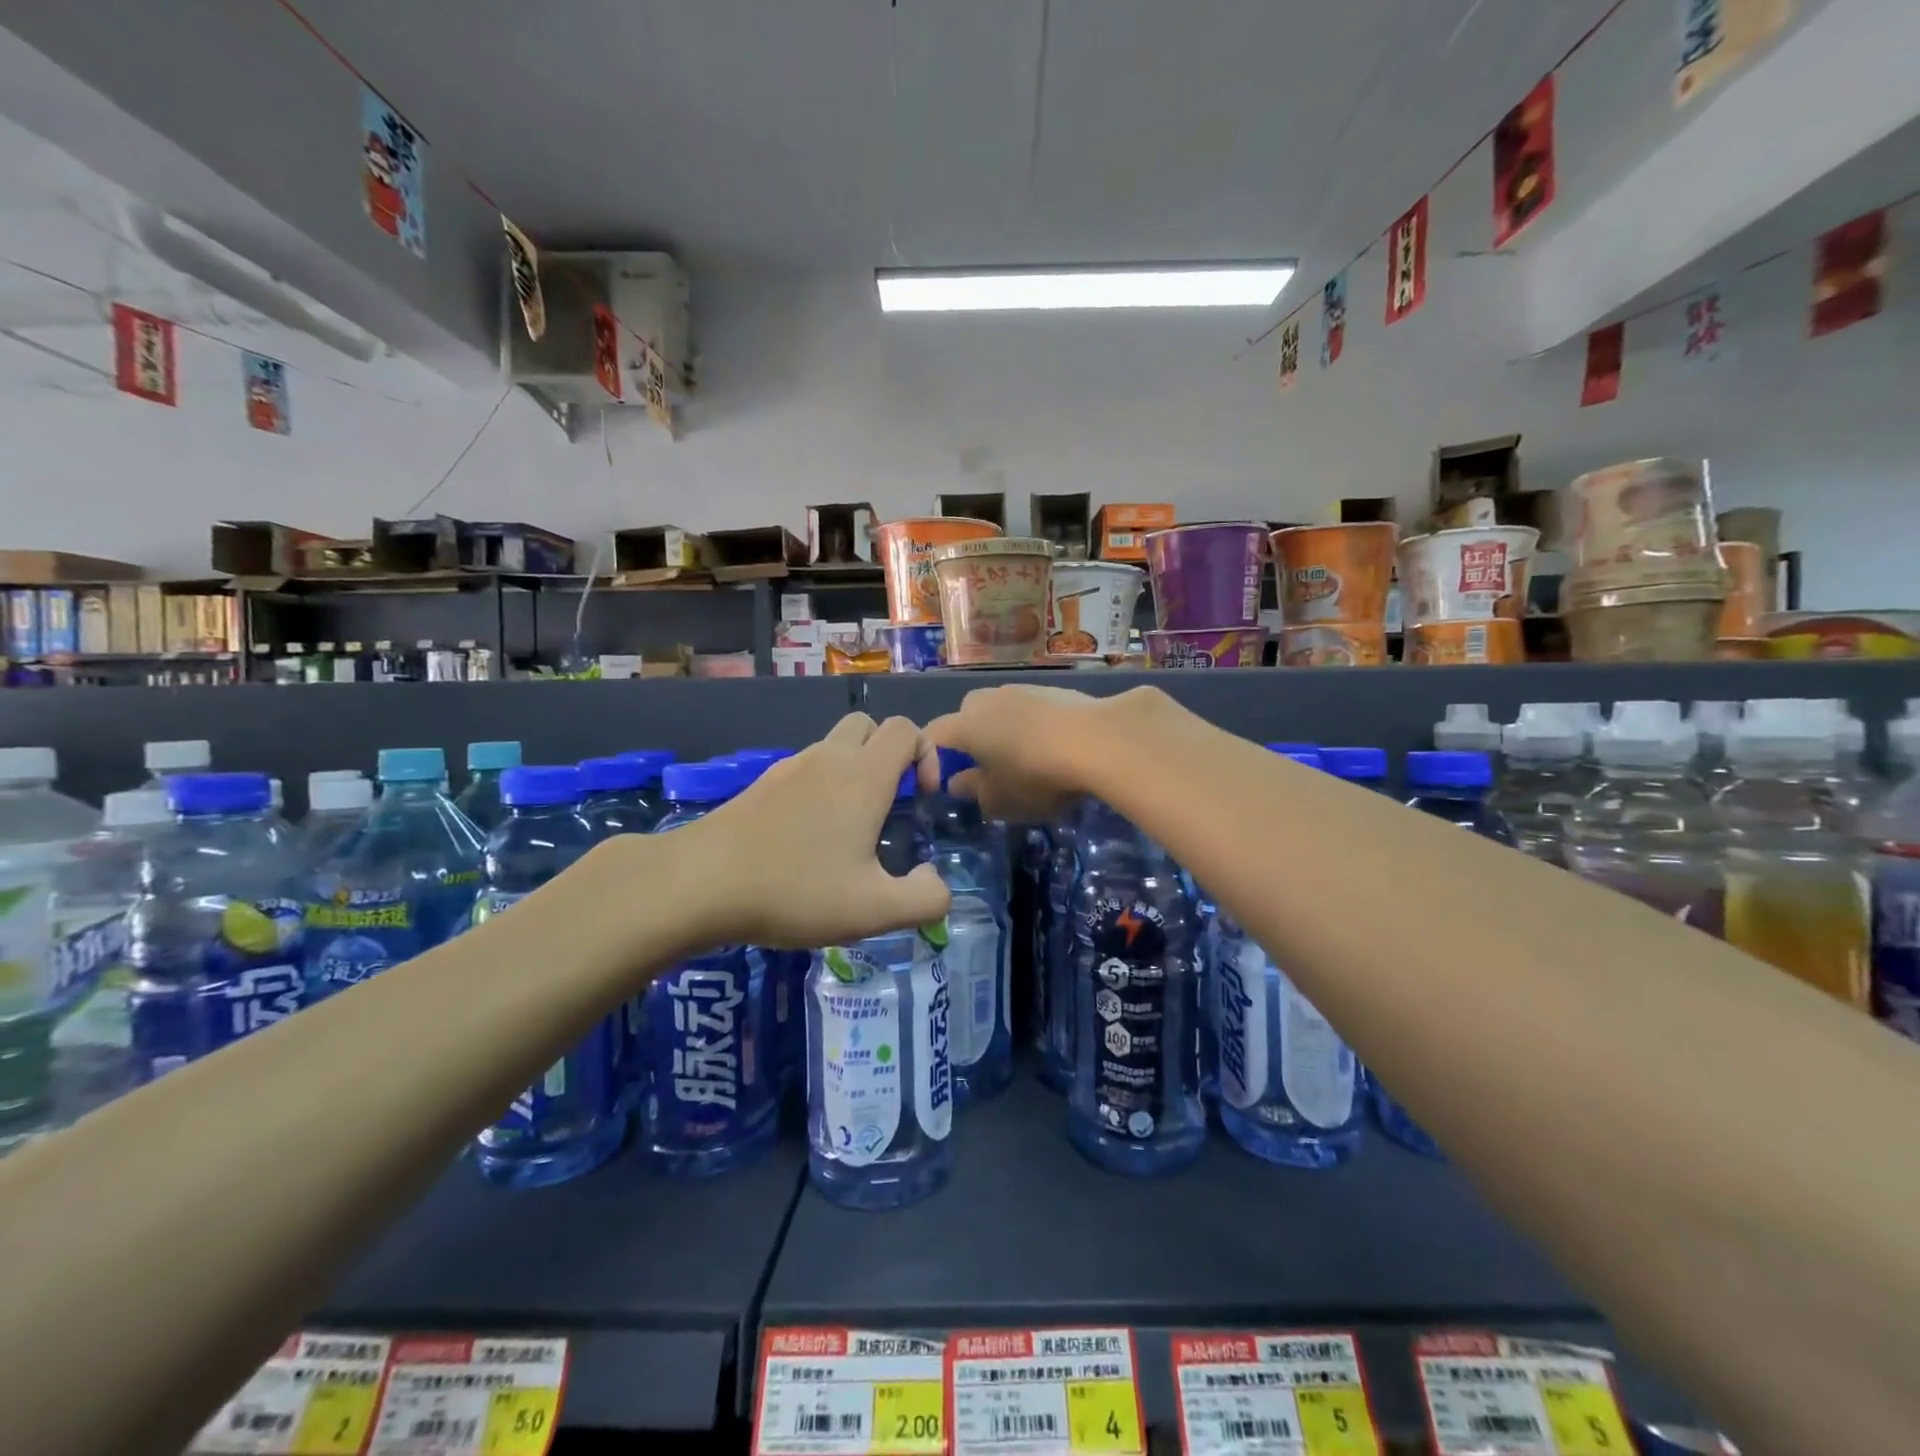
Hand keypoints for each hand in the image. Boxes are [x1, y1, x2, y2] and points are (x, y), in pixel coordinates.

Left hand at [693, 713, 950, 949]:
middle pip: (870, 725)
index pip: (906, 729)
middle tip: (890, 803)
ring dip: (854, 771)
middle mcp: (829, 758)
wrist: (700, 882)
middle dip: (890, 754)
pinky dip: (821, 786)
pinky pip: (806, 769)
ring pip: (835, 746)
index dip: (927, 755)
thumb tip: (936, 882)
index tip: (921, 799)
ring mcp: (790, 768)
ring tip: (851, 828)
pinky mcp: (762, 784)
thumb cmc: (795, 889)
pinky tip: (809, 838)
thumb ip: (924, 899)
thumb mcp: (873, 910)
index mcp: (863, 775)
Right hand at [920, 683, 1175, 821]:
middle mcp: (988, 699)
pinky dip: (1033, 726)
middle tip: (989, 771)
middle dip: (971, 741)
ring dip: (1005, 732)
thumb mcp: (1001, 800)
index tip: (947, 782)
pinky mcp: (1054, 689)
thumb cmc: (1037, 775)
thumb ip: (974, 791)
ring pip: (1001, 711)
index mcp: (965, 724)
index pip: (933, 735)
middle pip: (967, 717)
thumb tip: (958, 782)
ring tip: (1026, 760)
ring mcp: (1022, 689)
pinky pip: (1031, 709)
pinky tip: (1054, 748)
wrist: (1099, 739)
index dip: (933, 759)